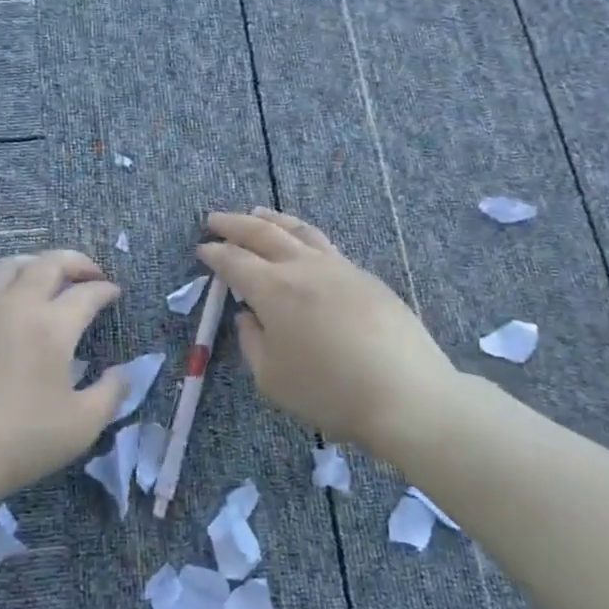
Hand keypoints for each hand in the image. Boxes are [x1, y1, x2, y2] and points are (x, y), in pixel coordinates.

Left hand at [0, 249, 127, 508]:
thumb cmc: (20, 440)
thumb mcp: (82, 425)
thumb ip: (110, 393)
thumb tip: (122, 372)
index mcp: (51, 326)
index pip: (86, 293)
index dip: (105, 289)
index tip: (114, 293)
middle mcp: (15, 307)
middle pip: (47, 263)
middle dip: (75, 262)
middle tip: (90, 274)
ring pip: (9, 267)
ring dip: (37, 264)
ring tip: (49, 279)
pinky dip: (8, 290)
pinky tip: (11, 314)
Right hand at [198, 209, 459, 458]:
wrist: (406, 395)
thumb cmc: (328, 391)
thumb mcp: (271, 378)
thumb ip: (252, 342)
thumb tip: (249, 317)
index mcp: (274, 289)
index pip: (235, 261)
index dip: (215, 253)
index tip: (202, 248)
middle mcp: (304, 268)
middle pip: (263, 233)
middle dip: (235, 224)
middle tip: (215, 219)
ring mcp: (340, 268)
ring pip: (300, 231)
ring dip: (273, 220)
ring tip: (258, 213)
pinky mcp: (367, 278)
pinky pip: (326, 246)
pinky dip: (303, 237)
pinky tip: (303, 247)